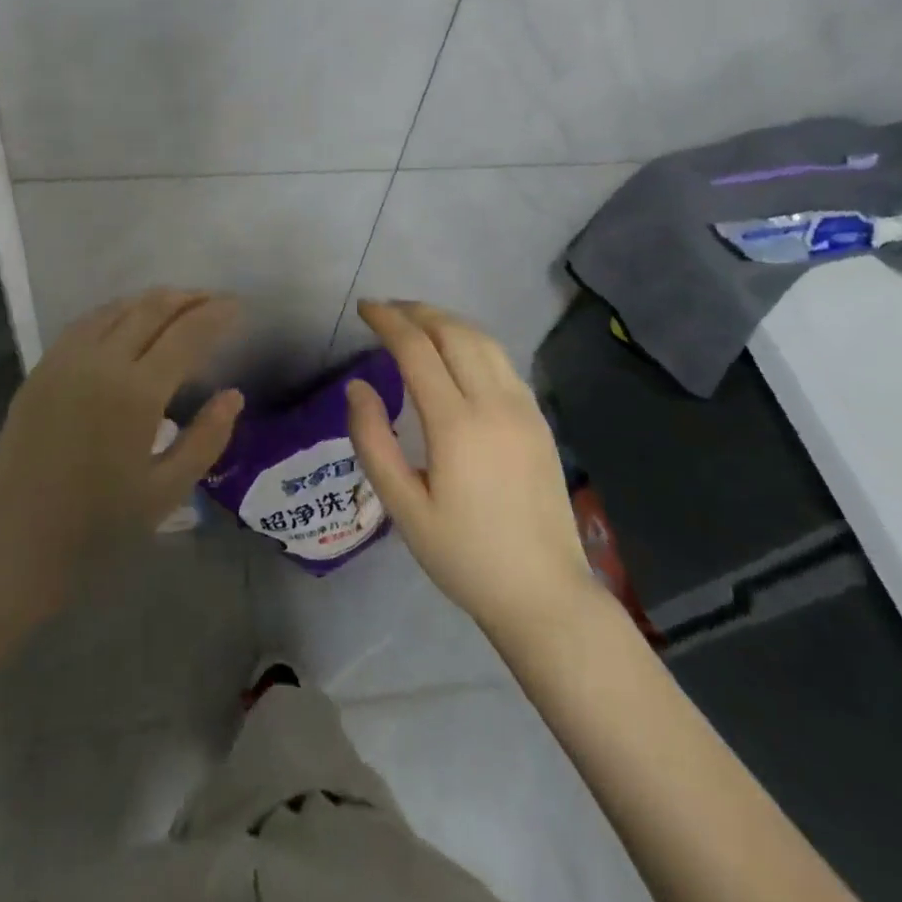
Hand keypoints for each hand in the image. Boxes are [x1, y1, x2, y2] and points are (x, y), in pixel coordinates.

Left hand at [0, 289, 243, 628]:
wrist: (13, 546)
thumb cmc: (97, 526)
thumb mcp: (166, 490)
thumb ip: (207, 438)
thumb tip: (233, 395)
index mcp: (137, 392)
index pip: (186, 333)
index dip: (215, 313)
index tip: (238, 306)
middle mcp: (101, 362)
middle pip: (151, 308)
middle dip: (188, 297)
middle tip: (213, 300)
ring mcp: (65, 360)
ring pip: (117, 308)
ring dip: (152, 301)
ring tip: (178, 305)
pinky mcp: (41, 369)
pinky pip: (86, 323)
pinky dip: (116, 311)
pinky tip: (128, 322)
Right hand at [345, 301, 600, 642]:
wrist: (544, 593)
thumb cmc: (464, 556)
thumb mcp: (404, 508)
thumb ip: (373, 441)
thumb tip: (357, 386)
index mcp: (456, 424)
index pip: (417, 349)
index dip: (388, 321)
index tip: (364, 308)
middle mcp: (494, 403)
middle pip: (453, 332)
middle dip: (416, 311)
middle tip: (386, 310)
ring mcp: (523, 408)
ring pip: (483, 340)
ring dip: (446, 321)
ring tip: (416, 321)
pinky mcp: (538, 419)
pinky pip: (502, 361)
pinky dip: (472, 341)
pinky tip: (457, 352)